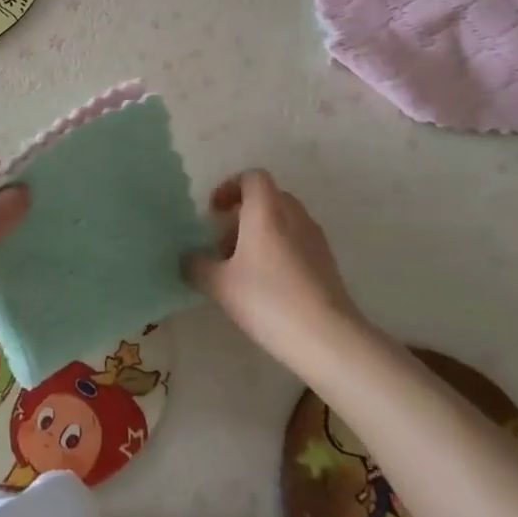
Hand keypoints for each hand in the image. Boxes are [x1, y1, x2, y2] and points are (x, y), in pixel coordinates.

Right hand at [190, 170, 373, 374]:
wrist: (328, 339)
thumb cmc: (268, 300)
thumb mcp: (219, 285)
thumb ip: (197, 266)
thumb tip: (188, 259)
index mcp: (266, 210)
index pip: (252, 177)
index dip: (230, 187)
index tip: (214, 212)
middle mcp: (294, 216)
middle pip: (268, 198)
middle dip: (243, 214)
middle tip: (223, 242)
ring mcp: (315, 240)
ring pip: (284, 221)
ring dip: (261, 234)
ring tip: (242, 269)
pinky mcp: (328, 264)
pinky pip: (297, 243)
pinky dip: (279, 251)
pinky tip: (267, 286)